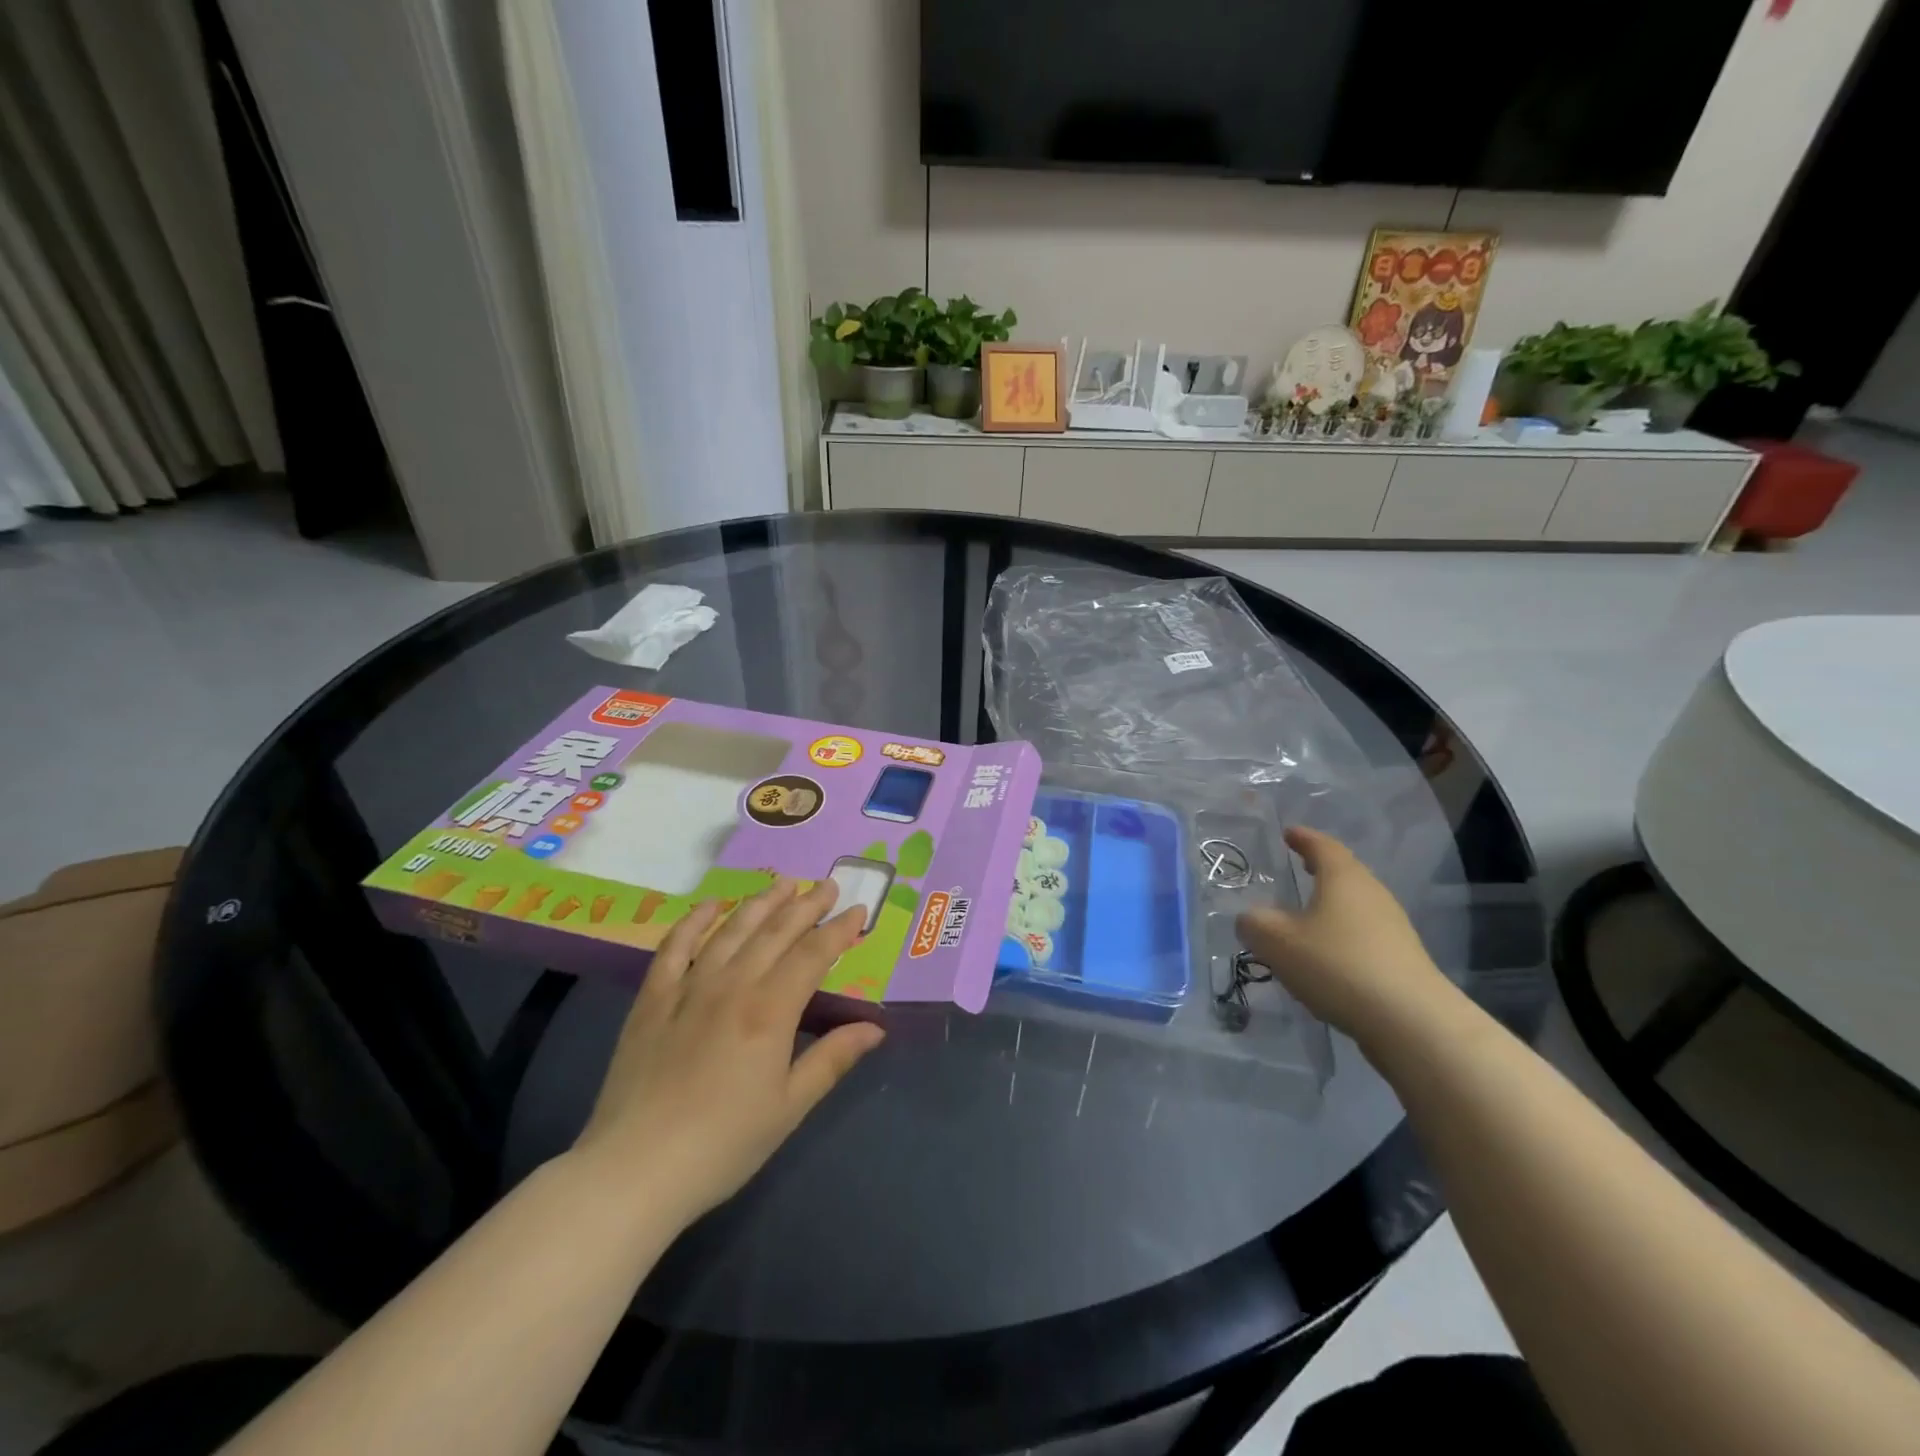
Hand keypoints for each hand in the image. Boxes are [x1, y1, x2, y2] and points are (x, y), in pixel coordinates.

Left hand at [569, 880, 883, 1228]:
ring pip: (732, 930)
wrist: (633, 1170)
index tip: (858, 910)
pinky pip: (675, 946)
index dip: (839, 930)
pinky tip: (711, 904)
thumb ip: (832, 1060)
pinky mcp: (652, 999)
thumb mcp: (789, 1107)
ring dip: (761, 903)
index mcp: (770, 1011)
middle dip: (806, 905)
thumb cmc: (723, 1145)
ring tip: (783, 883)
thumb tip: (875, 1027)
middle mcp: (732, 985)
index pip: (813, 955)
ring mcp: (688, 987)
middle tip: (827, 884)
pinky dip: (694, 920)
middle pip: (776, 932)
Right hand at [1236, 827, 1456, 1048]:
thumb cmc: (1337, 965)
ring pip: (1355, 905)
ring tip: (1306, 912)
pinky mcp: (1401, 960)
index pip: (1322, 846)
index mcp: (1343, 878)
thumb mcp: (1277, 942)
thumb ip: (1254, 924)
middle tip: (1299, 864)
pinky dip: (1342, 933)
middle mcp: (1372, 894)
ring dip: (1331, 904)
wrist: (1410, 1022)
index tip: (1288, 833)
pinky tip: (1326, 954)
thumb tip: (1250, 919)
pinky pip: (1363, 934)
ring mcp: (1392, 928)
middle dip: (1320, 868)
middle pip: (1344, 872)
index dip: (1303, 838)